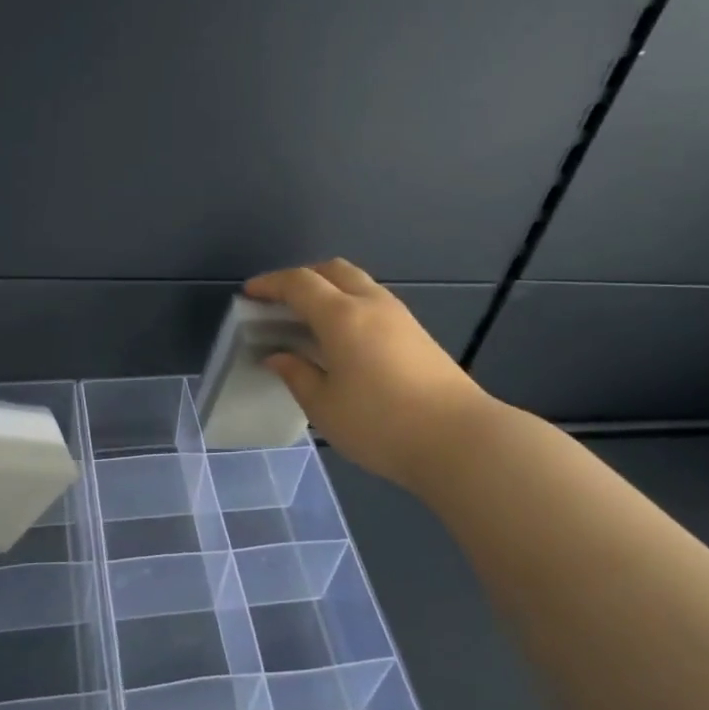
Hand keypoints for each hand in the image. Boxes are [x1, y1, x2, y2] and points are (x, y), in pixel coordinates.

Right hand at [245, 261, 500, 492]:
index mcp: (342, 316)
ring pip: (358, 283)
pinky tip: (341, 337)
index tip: (250, 293)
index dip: (271, 284)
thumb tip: (277, 355)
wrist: (459, 439)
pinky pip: (373, 302)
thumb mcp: (324, 406)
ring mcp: (400, 316)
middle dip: (302, 277)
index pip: (299, 283)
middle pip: (333, 270)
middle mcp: (372, 304)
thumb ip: (296, 374)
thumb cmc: (380, 424)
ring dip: (329, 289)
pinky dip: (348, 305)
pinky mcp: (417, 333)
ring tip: (308, 319)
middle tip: (280, 301)